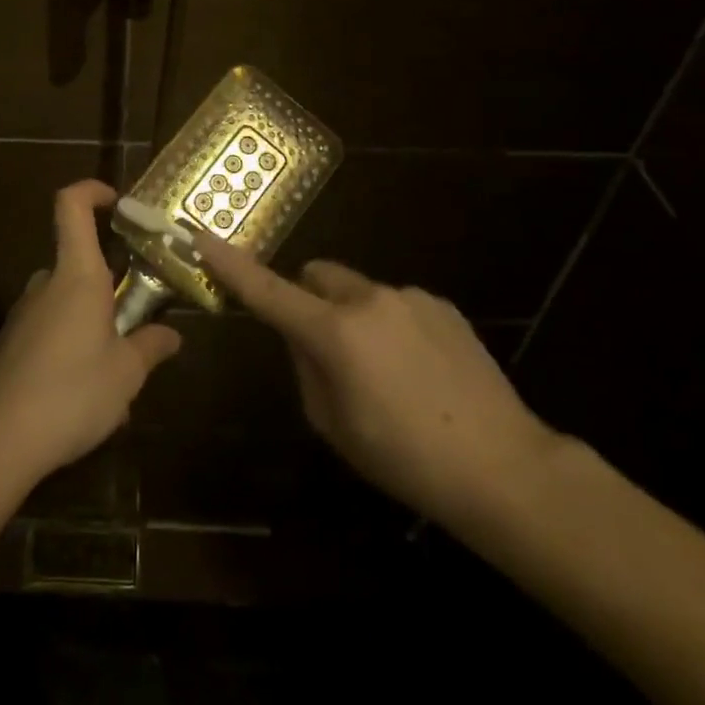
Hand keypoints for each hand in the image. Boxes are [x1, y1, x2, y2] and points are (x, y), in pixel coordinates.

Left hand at [0, 181, 181, 488]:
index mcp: (77, 276)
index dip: (92, 190)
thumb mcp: (126, 374)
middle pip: (77, 263)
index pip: (71, 206)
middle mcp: (45, 285)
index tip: (118, 202)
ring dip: (89, 324)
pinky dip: (67, 347)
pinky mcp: (8, 344)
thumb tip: (171, 334)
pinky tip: (79, 395)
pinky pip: (47, 331)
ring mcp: (21, 314)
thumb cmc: (72, 393)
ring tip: (112, 373)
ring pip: (64, 302)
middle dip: (107, 286)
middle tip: (134, 325)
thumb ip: (150, 346)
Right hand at [196, 238, 561, 534]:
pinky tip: (420, 371)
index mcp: (334, 332)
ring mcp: (409, 297)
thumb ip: (305, 367)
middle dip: (308, 298)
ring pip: (359, 292)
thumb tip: (302, 338)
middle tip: (323, 346)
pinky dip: (390, 325)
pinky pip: (396, 304)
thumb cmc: (402, 457)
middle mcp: (368, 299)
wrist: (502, 467)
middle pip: (317, 275)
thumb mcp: (332, 423)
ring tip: (387, 374)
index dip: (230, 265)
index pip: (268, 290)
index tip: (201, 237)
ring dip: (354, 317)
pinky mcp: (441, 305)